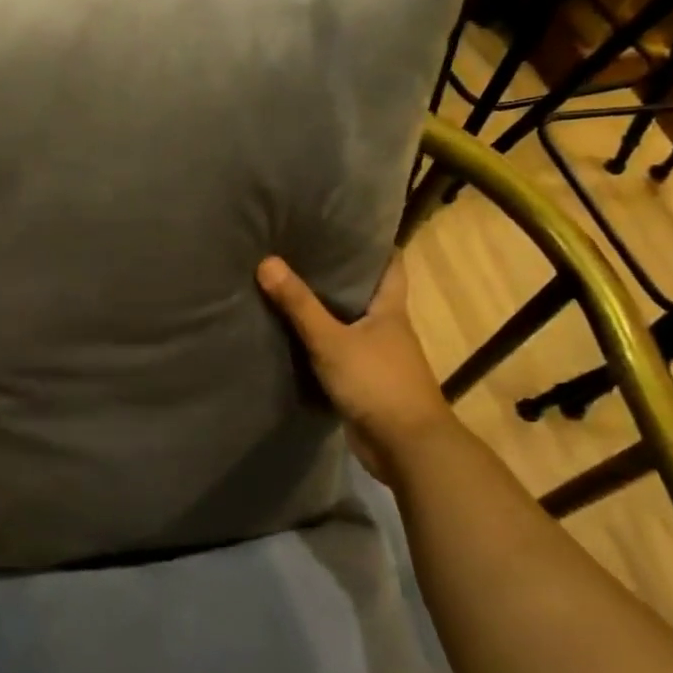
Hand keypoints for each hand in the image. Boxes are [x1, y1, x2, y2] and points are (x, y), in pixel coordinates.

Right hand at [257, 253, 454, 471]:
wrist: (405, 447)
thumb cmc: (377, 382)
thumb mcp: (331, 340)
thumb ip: (299, 305)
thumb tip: (266, 261)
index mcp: (391, 310)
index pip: (391, 265)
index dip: (374, 244)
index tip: (345, 225)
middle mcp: (388, 328)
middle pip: (366, 292)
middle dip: (339, 274)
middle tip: (302, 251)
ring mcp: (378, 357)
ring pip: (350, 323)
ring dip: (327, 310)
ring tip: (290, 286)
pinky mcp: (364, 382)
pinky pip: (339, 352)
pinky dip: (321, 343)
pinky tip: (294, 335)